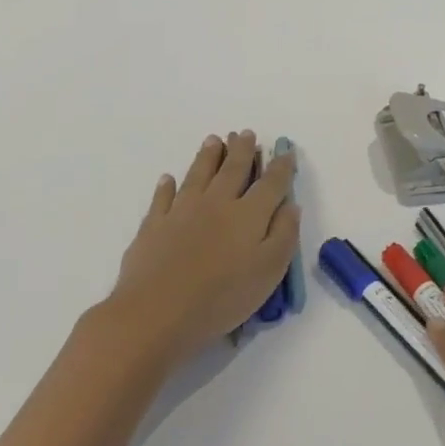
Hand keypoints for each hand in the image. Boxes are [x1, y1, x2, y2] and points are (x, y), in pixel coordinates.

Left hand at [107, 132, 299, 361]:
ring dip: (208, 156)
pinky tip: (168, 178)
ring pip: (198, 175)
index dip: (281, 167)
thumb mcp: (269, 271)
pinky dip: (166, 186)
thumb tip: (290, 205)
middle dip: (242, 150)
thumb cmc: (221, 297)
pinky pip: (162, 198)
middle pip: (233, 169)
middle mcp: (217, 203)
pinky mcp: (153, 226)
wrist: (156, 312)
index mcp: (249, 214)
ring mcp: (182, 211)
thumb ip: (284, 234)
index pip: (271, 183)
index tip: (286, 151)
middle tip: (245, 133)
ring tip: (213, 140)